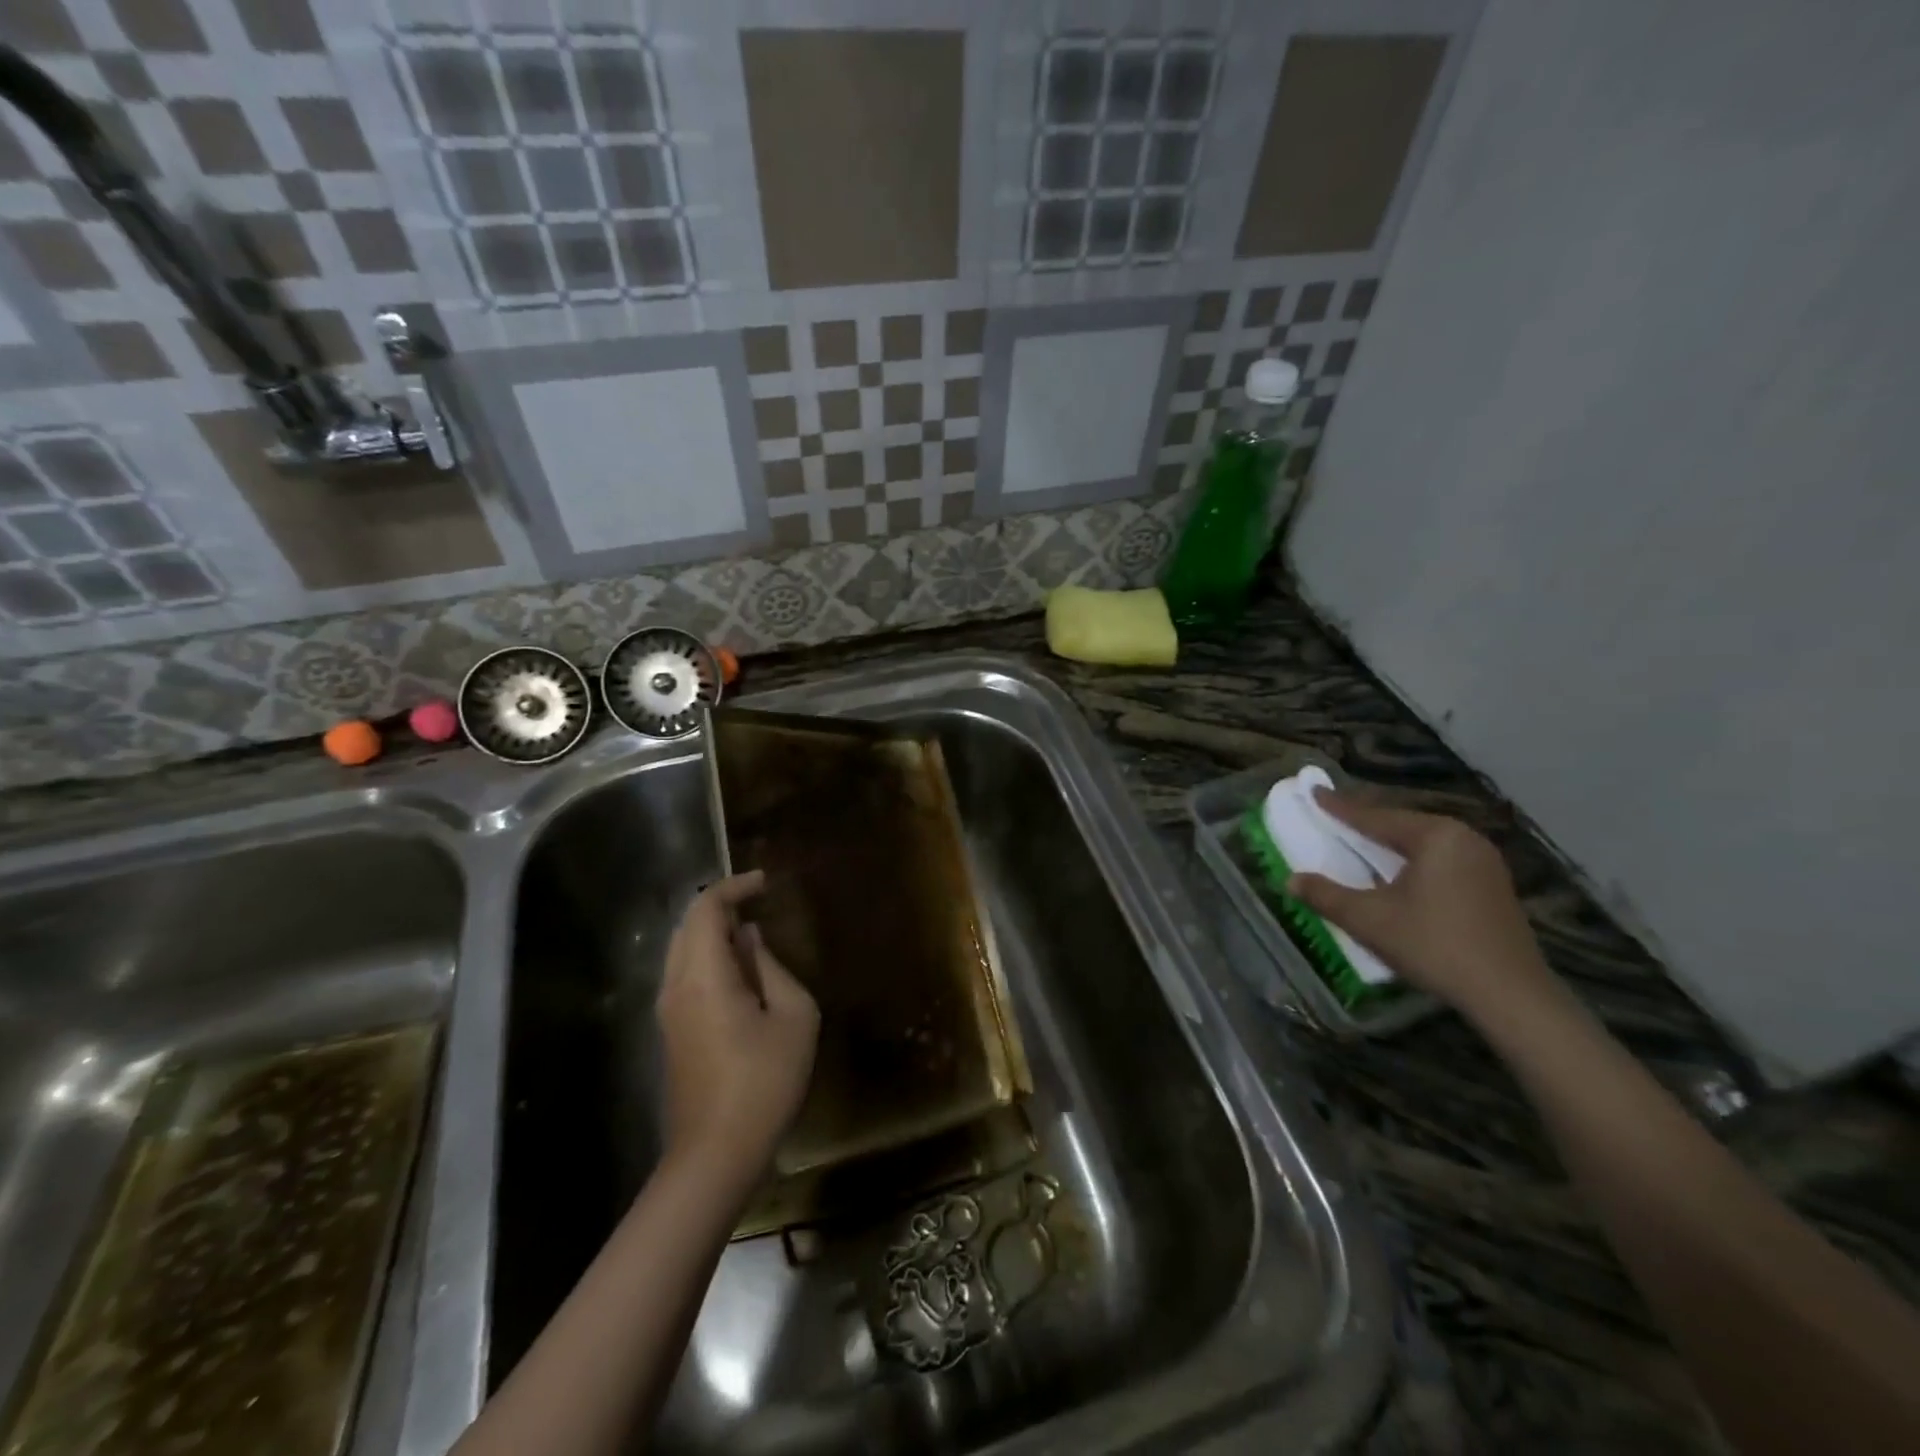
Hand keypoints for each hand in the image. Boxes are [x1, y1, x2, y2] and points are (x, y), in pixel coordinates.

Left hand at [656, 871, 817, 1190]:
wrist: (715, 1155)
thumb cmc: (764, 1083)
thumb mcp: (794, 1018)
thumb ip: (771, 968)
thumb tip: (750, 941)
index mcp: (704, 976)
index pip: (706, 909)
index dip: (735, 887)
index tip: (766, 883)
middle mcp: (676, 985)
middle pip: (687, 925)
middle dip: (721, 906)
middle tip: (760, 903)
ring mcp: (668, 1011)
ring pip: (681, 950)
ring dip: (713, 932)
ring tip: (753, 934)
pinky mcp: (671, 1031)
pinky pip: (684, 974)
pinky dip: (708, 956)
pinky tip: (740, 972)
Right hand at [1287, 789, 1555, 1022]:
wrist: (1510, 995)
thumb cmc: (1434, 945)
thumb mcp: (1368, 920)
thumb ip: (1325, 895)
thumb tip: (1291, 880)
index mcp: (1435, 835)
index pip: (1375, 817)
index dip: (1339, 807)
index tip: (1313, 791)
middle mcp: (1464, 838)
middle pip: (1402, 825)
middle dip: (1367, 823)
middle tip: (1335, 817)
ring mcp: (1485, 862)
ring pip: (1423, 843)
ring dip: (1390, 844)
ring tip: (1362, 842)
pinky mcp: (1493, 886)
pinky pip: (1441, 860)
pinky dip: (1413, 861)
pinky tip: (1399, 873)